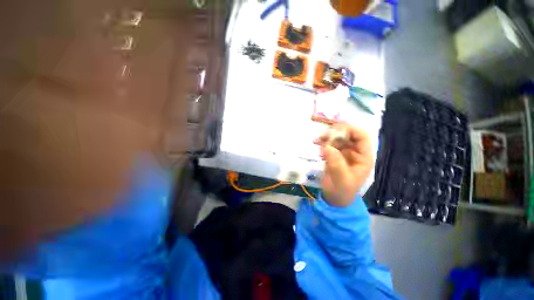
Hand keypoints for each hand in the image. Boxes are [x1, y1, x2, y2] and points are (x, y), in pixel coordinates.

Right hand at [314, 123, 373, 206]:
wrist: (334, 198)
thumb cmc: (342, 191)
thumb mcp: (341, 179)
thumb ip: (336, 163)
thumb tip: (327, 147)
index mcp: (363, 157)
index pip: (362, 137)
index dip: (351, 130)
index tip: (335, 129)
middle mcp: (355, 152)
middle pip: (348, 135)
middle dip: (335, 133)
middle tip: (323, 135)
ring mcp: (344, 153)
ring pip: (337, 138)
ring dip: (327, 137)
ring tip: (316, 141)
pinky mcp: (334, 155)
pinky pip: (329, 144)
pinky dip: (322, 142)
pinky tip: (316, 144)